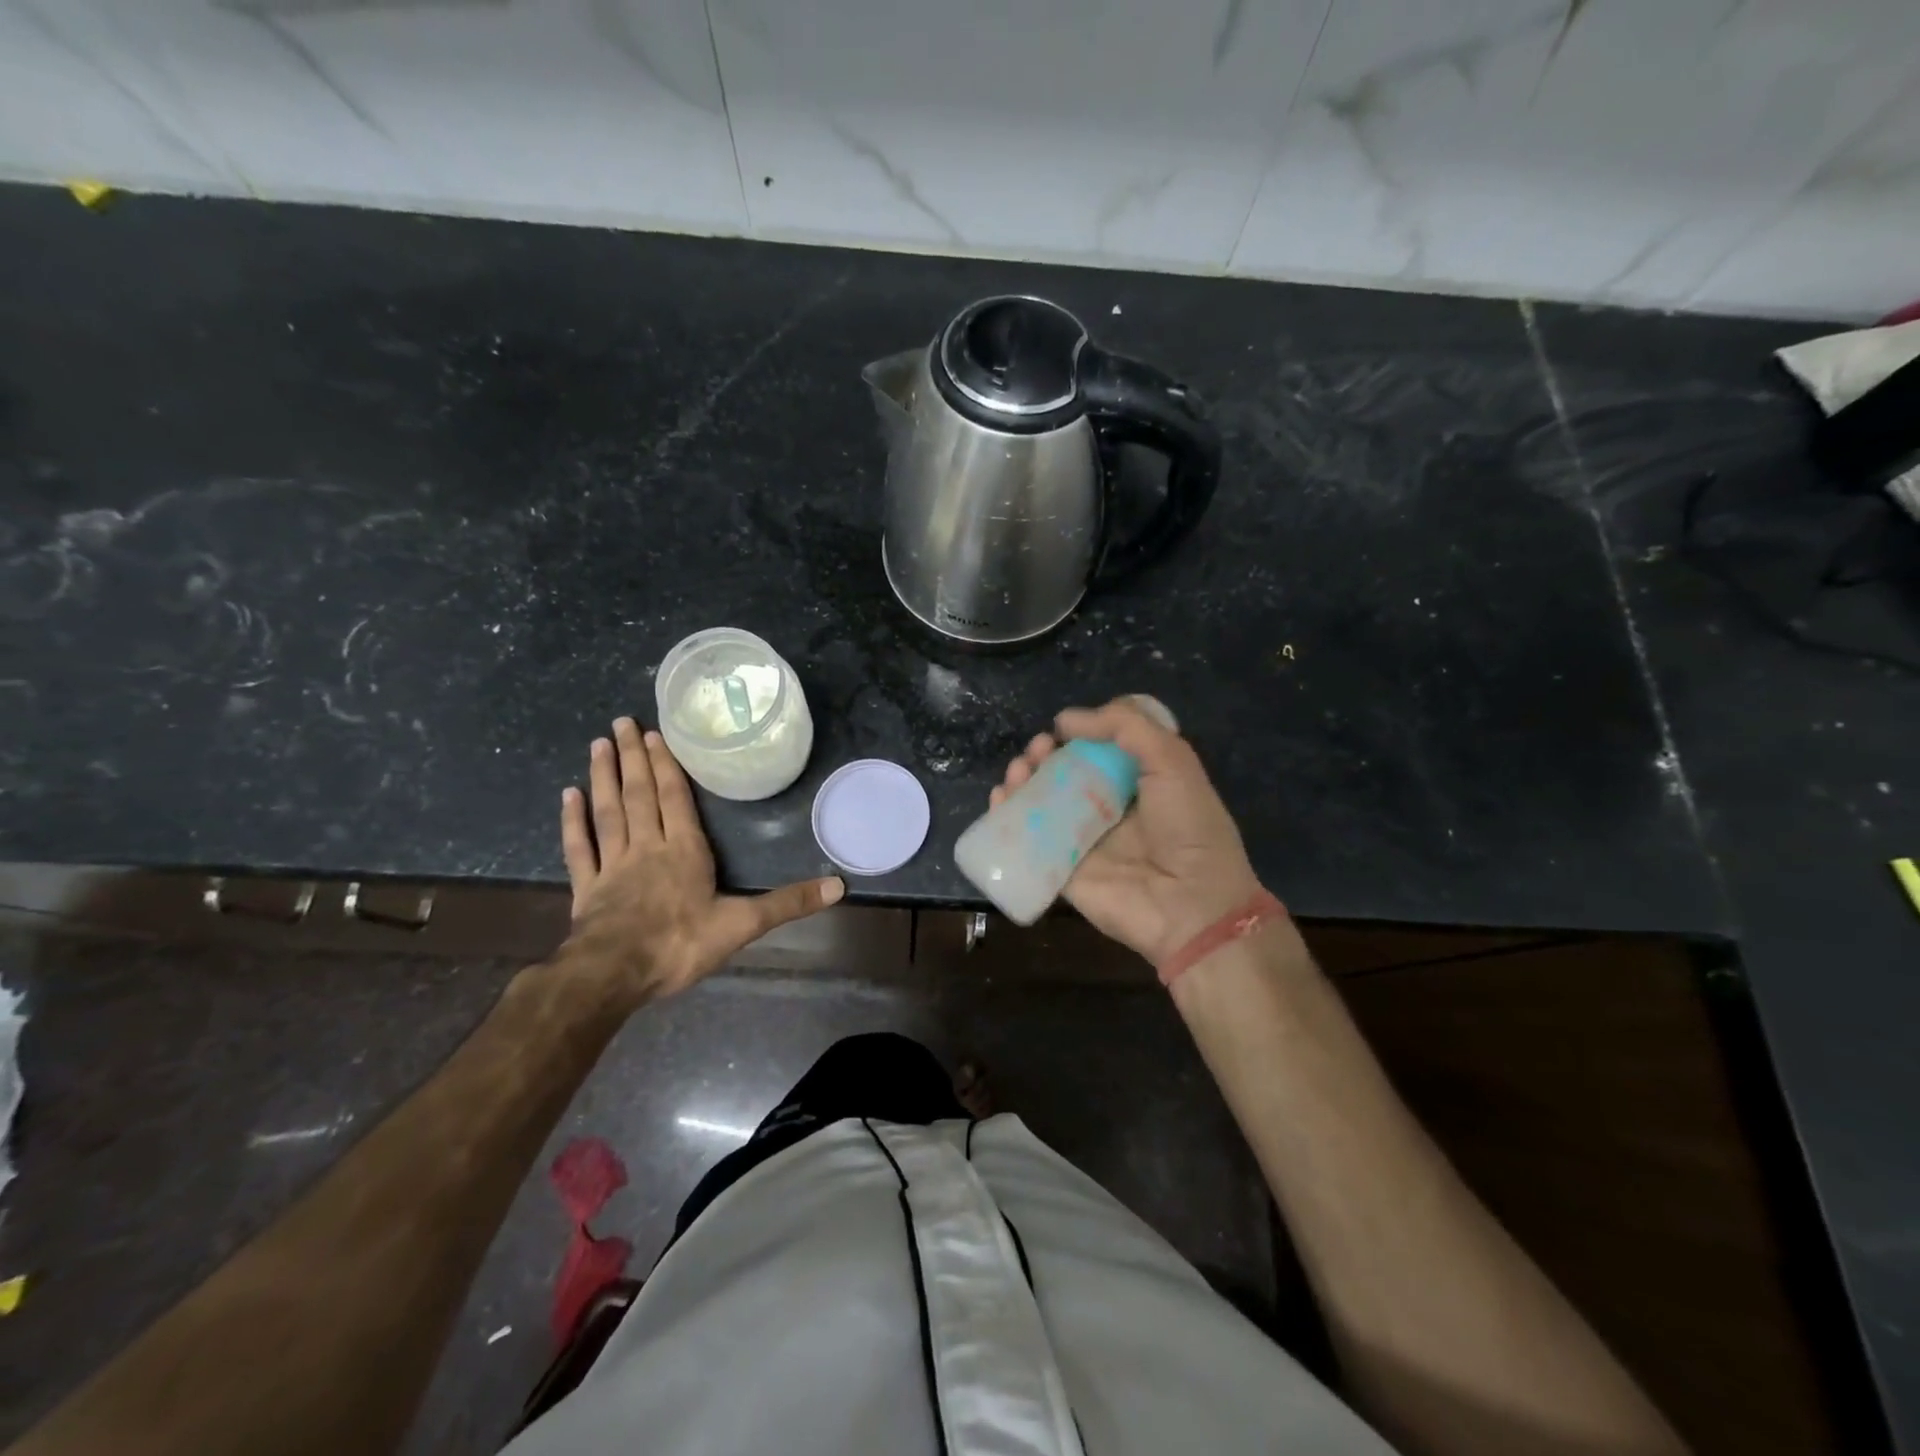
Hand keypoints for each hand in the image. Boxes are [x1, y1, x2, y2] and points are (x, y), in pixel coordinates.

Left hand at [559, 717, 843, 1004]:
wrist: (613, 975)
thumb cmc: (679, 944)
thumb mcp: (743, 924)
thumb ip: (788, 903)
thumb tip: (839, 886)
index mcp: (684, 850)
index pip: (673, 798)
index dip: (665, 764)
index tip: (653, 732)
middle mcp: (647, 846)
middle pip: (639, 794)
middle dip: (633, 757)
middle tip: (620, 722)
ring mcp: (612, 865)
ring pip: (608, 811)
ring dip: (604, 777)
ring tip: (597, 744)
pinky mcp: (586, 888)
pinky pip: (579, 847)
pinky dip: (572, 821)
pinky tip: (567, 795)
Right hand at [992, 698, 1265, 966]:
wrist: (1190, 905)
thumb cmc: (1188, 827)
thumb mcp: (1171, 760)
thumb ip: (1125, 727)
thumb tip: (1066, 719)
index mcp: (1139, 781)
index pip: (1099, 749)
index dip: (1079, 733)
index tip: (1063, 728)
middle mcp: (1108, 807)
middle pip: (1064, 772)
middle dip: (1044, 754)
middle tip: (1038, 749)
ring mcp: (1082, 839)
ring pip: (1040, 802)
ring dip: (1023, 778)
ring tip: (1020, 770)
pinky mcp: (1060, 869)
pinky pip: (1026, 839)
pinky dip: (1006, 815)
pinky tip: (1001, 797)